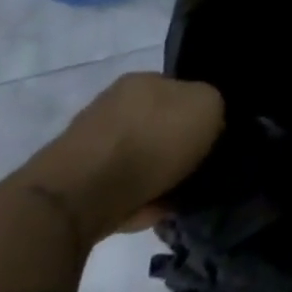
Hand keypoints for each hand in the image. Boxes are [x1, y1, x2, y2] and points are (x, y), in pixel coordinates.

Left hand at [17, 72, 224, 241]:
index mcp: (143, 80)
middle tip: (201, 169)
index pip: (181, 89)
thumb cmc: (151, 141)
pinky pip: (122, 187)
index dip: (202, 112)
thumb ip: (215, 106)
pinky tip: (153, 211)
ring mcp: (91, 142)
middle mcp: (113, 103)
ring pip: (140, 156)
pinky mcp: (75, 181)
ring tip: (179, 196)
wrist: (78, 196)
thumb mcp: (208, 107)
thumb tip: (209, 120)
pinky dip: (139, 199)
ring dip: (159, 174)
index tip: (216, 138)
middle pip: (160, 123)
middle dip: (178, 146)